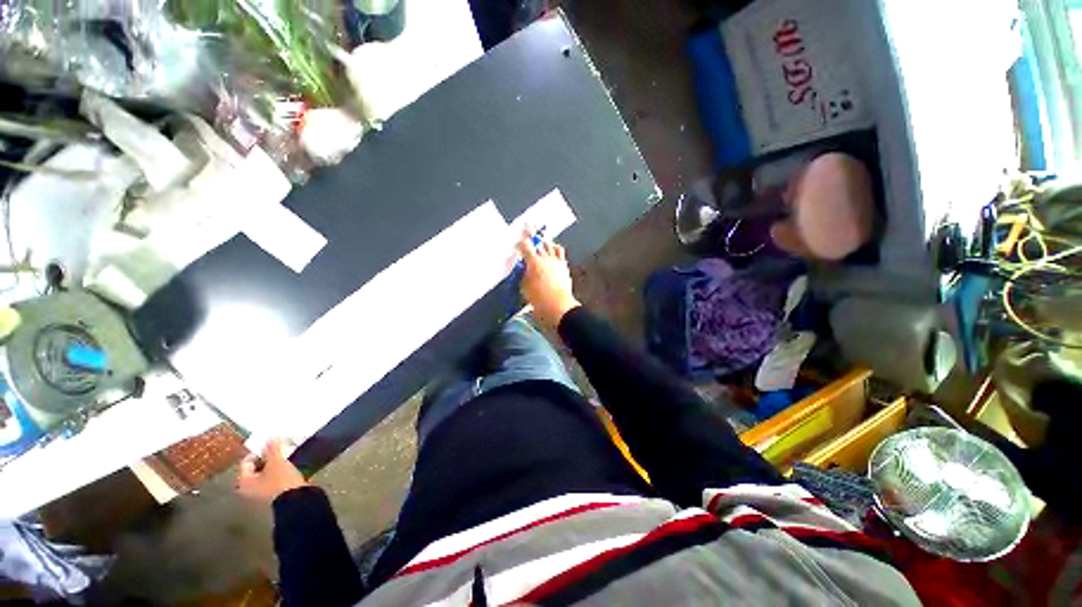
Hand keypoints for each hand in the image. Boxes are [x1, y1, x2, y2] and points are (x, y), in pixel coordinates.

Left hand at [237, 438, 306, 503]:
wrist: (296, 501)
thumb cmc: (280, 481)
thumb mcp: (277, 461)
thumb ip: (272, 448)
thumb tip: (270, 435)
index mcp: (243, 481)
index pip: (247, 461)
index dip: (259, 451)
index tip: (272, 444)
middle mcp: (248, 489)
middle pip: (256, 468)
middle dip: (268, 458)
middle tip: (280, 450)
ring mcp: (261, 494)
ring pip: (266, 474)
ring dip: (275, 466)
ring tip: (286, 457)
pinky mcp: (274, 495)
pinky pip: (274, 480)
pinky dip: (280, 473)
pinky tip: (290, 468)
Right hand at [518, 233, 580, 328]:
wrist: (558, 306)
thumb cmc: (538, 299)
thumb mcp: (524, 287)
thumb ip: (523, 275)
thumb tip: (523, 269)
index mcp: (534, 262)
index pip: (525, 246)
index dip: (520, 241)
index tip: (517, 241)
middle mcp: (546, 258)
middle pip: (539, 242)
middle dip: (532, 235)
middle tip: (528, 228)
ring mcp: (556, 261)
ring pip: (550, 245)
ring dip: (544, 242)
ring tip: (540, 240)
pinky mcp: (563, 265)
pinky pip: (560, 252)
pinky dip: (555, 248)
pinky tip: (553, 249)